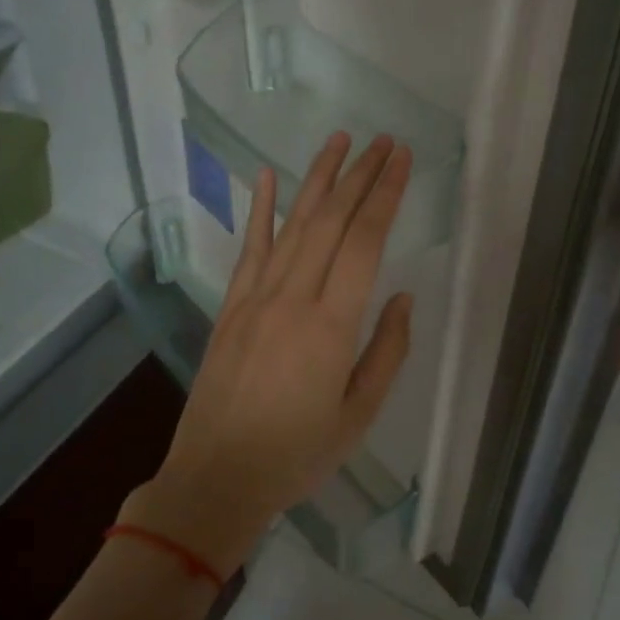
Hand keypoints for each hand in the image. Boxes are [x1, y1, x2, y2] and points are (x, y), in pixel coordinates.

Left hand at [124, 133, 415, 574]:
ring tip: (339, 141)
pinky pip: (249, 249)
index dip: (385, 195)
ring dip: (317, 179)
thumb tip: (402, 299)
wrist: (217, 478)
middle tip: (383, 141)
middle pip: (330, 221)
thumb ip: (386, 353)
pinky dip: (259, 210)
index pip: (364, 242)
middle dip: (359, 175)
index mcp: (330, 326)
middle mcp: (292, 299)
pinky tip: (265, 178)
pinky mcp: (231, 307)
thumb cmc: (297, 455)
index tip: (402, 160)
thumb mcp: (358, 416)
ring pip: (292, 225)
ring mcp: (256, 299)